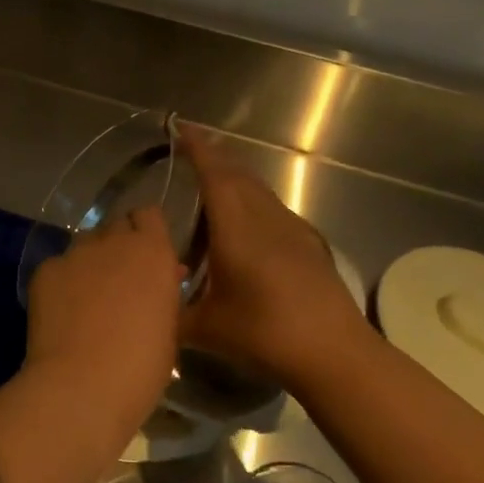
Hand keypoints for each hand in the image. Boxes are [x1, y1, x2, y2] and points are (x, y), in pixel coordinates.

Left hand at [23, 206, 182, 423]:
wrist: (82, 385)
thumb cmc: (141, 367)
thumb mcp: (169, 329)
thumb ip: (164, 293)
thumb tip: (163, 278)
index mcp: (153, 252)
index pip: (150, 215)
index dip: (147, 231)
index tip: (147, 255)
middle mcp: (114, 241)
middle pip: (116, 225)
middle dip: (119, 244)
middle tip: (119, 278)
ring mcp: (75, 253)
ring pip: (85, 244)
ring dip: (91, 261)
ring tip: (87, 297)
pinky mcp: (45, 270)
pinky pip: (58, 266)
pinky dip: (62, 282)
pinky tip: (61, 312)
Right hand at [177, 126, 374, 388]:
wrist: (335, 354)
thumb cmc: (265, 334)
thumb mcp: (206, 329)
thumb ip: (171, 314)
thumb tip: (148, 308)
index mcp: (237, 228)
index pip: (215, 174)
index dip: (197, 149)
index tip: (180, 128)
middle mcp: (265, 219)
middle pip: (238, 175)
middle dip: (214, 159)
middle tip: (188, 154)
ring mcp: (293, 230)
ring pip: (259, 192)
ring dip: (234, 182)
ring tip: (211, 193)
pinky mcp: (310, 246)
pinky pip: (273, 210)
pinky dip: (252, 205)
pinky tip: (246, 230)